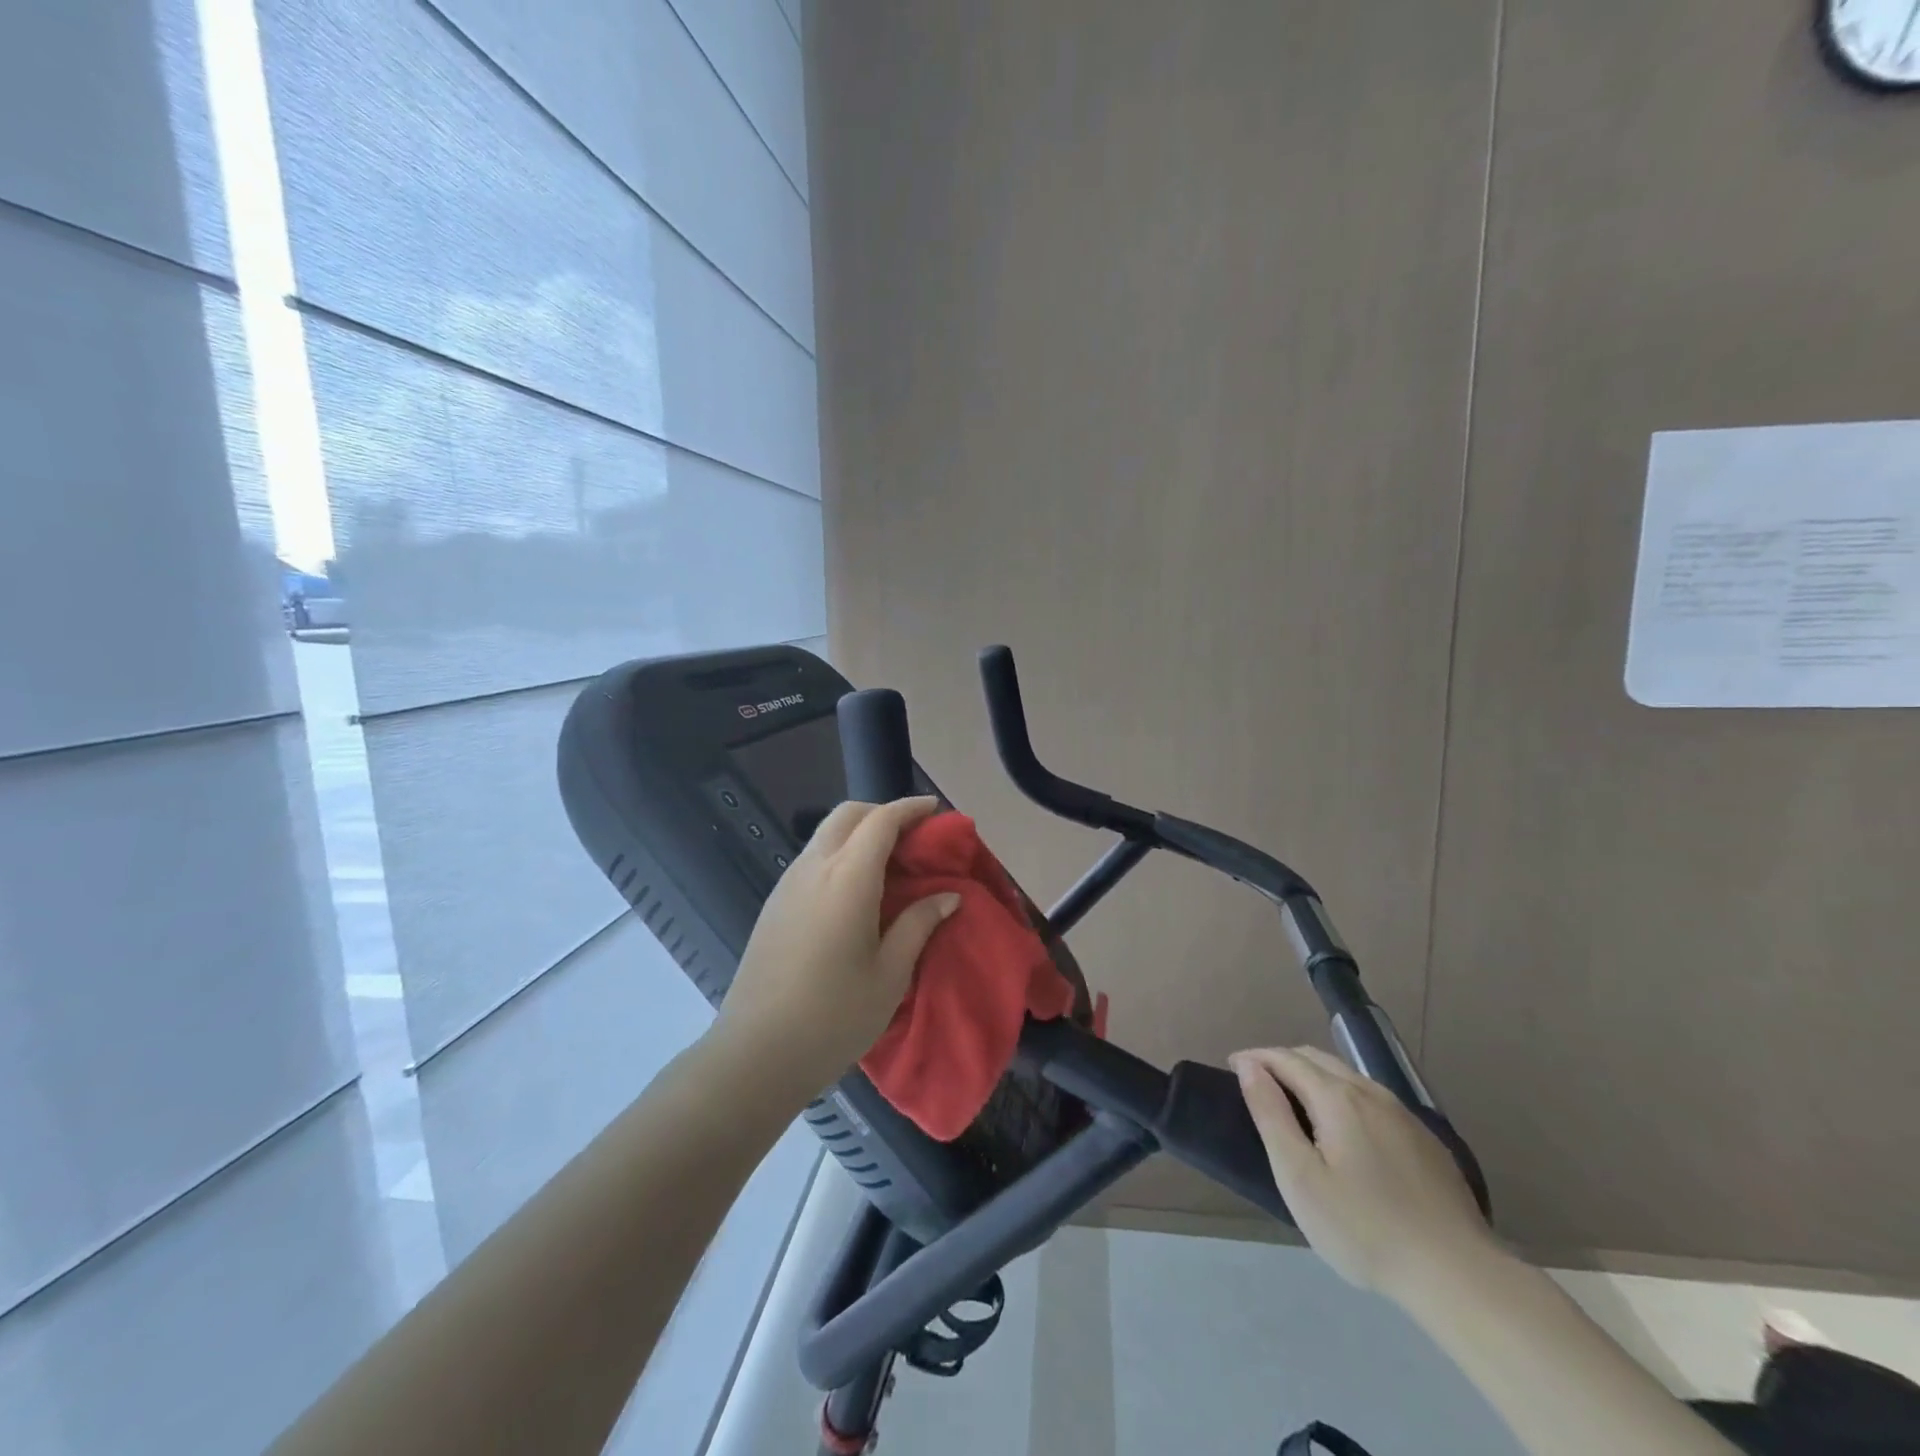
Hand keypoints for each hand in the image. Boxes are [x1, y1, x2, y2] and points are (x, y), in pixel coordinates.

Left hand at [713, 797, 959, 1103]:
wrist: (756, 1053)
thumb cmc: (834, 1016)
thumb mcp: (890, 974)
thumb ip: (919, 925)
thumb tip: (948, 896)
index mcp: (848, 878)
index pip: (881, 821)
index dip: (910, 809)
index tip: (935, 810)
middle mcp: (814, 868)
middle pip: (847, 815)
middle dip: (882, 812)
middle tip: (913, 836)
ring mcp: (788, 884)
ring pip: (826, 835)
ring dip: (859, 832)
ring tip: (890, 862)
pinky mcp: (774, 904)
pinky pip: (812, 859)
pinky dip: (840, 854)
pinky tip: (856, 890)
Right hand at [1230, 1045, 1503, 1306]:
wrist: (1459, 1277)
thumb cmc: (1364, 1229)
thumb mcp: (1300, 1176)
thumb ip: (1271, 1114)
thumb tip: (1249, 1066)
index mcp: (1337, 1097)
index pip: (1286, 1058)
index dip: (1255, 1057)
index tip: (1232, 1067)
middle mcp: (1371, 1093)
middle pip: (1317, 1059)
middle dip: (1282, 1061)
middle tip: (1258, 1083)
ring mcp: (1404, 1116)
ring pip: (1348, 1077)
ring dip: (1314, 1076)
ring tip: (1294, 1101)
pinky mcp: (1426, 1141)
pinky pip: (1373, 1100)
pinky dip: (1344, 1097)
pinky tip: (1344, 1129)